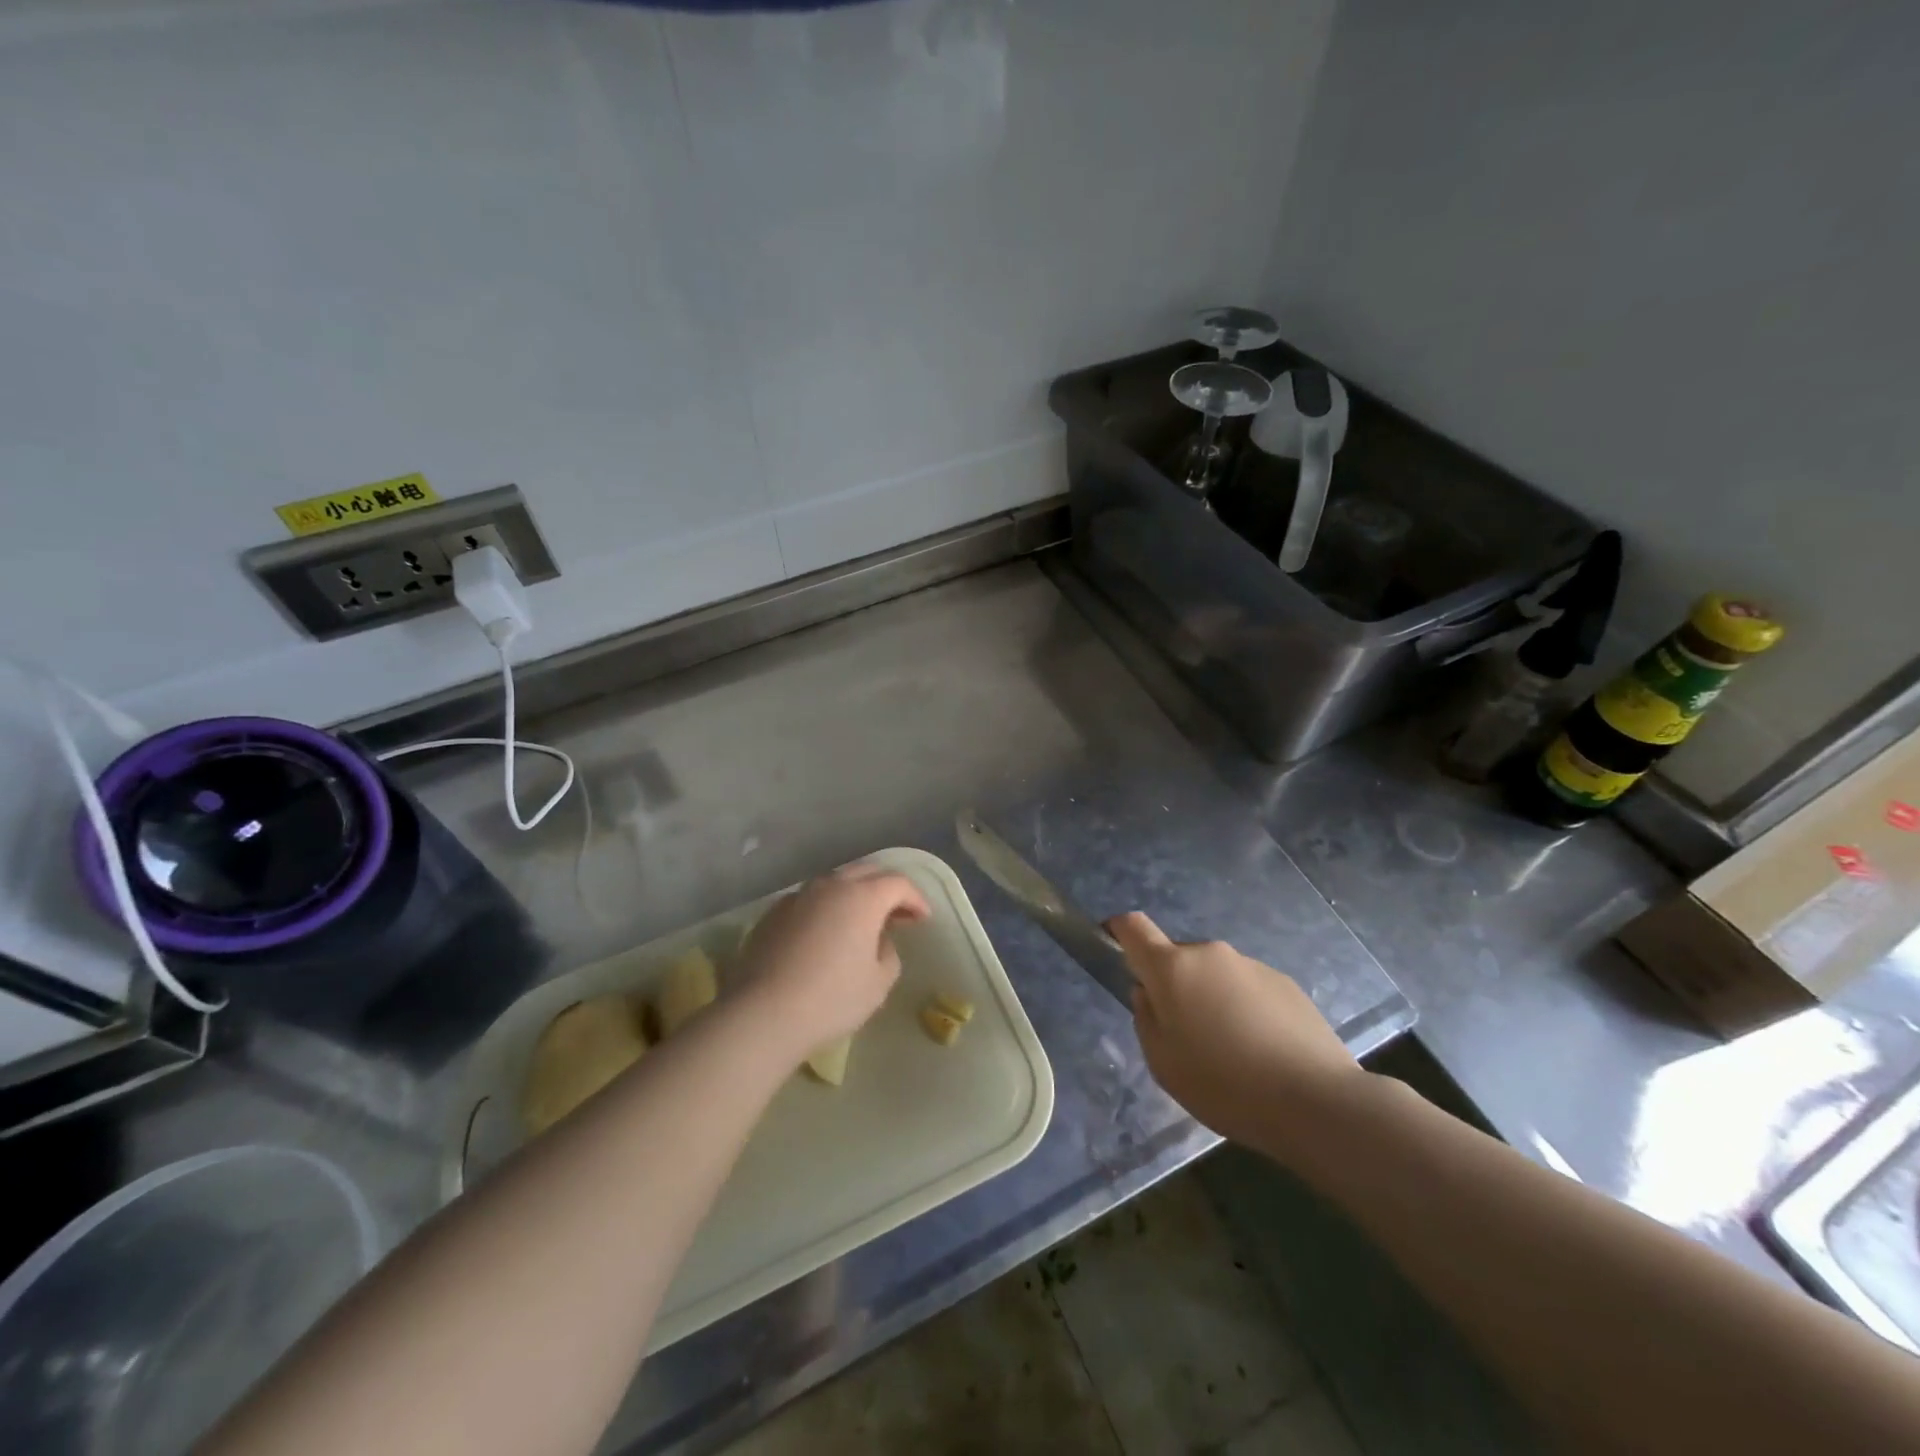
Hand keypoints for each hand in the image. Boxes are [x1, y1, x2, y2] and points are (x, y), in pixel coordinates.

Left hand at [734, 864, 929, 1062]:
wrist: (763, 1014)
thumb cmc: (832, 998)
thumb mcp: (879, 983)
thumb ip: (888, 953)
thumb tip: (878, 941)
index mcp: (862, 897)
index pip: (898, 883)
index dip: (915, 899)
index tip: (923, 918)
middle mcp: (830, 886)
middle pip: (866, 872)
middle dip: (886, 889)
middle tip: (897, 914)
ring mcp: (798, 896)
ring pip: (835, 883)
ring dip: (854, 895)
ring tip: (861, 922)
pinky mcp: (773, 913)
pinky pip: (810, 900)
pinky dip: (826, 908)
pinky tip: (825, 934)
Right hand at [1109, 911, 1361, 1160]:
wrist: (1316, 1101)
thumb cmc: (1224, 1084)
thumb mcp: (1163, 1063)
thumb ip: (1146, 1019)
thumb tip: (1149, 993)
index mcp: (1173, 968)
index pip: (1133, 927)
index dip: (1117, 930)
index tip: (1112, 945)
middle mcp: (1210, 954)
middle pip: (1177, 958)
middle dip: (1173, 985)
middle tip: (1184, 1033)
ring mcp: (1251, 965)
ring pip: (1215, 975)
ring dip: (1211, 999)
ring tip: (1231, 1052)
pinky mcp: (1286, 984)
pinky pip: (1248, 989)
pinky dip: (1244, 1010)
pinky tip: (1262, 1052)